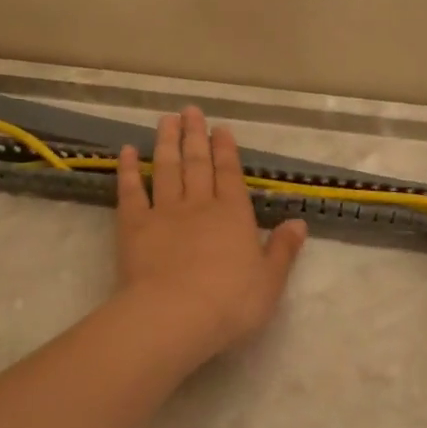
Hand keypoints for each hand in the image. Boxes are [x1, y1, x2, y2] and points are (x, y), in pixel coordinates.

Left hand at [113, 107, 308, 367]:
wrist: (174, 316)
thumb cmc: (230, 302)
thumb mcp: (269, 281)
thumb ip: (282, 250)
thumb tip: (299, 222)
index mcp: (233, 215)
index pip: (230, 173)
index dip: (225, 149)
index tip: (220, 128)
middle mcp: (200, 205)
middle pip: (197, 163)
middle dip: (195, 135)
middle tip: (190, 111)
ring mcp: (164, 212)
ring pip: (166, 168)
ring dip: (166, 142)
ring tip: (166, 120)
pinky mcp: (133, 227)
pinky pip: (131, 192)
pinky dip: (128, 170)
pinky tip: (127, 152)